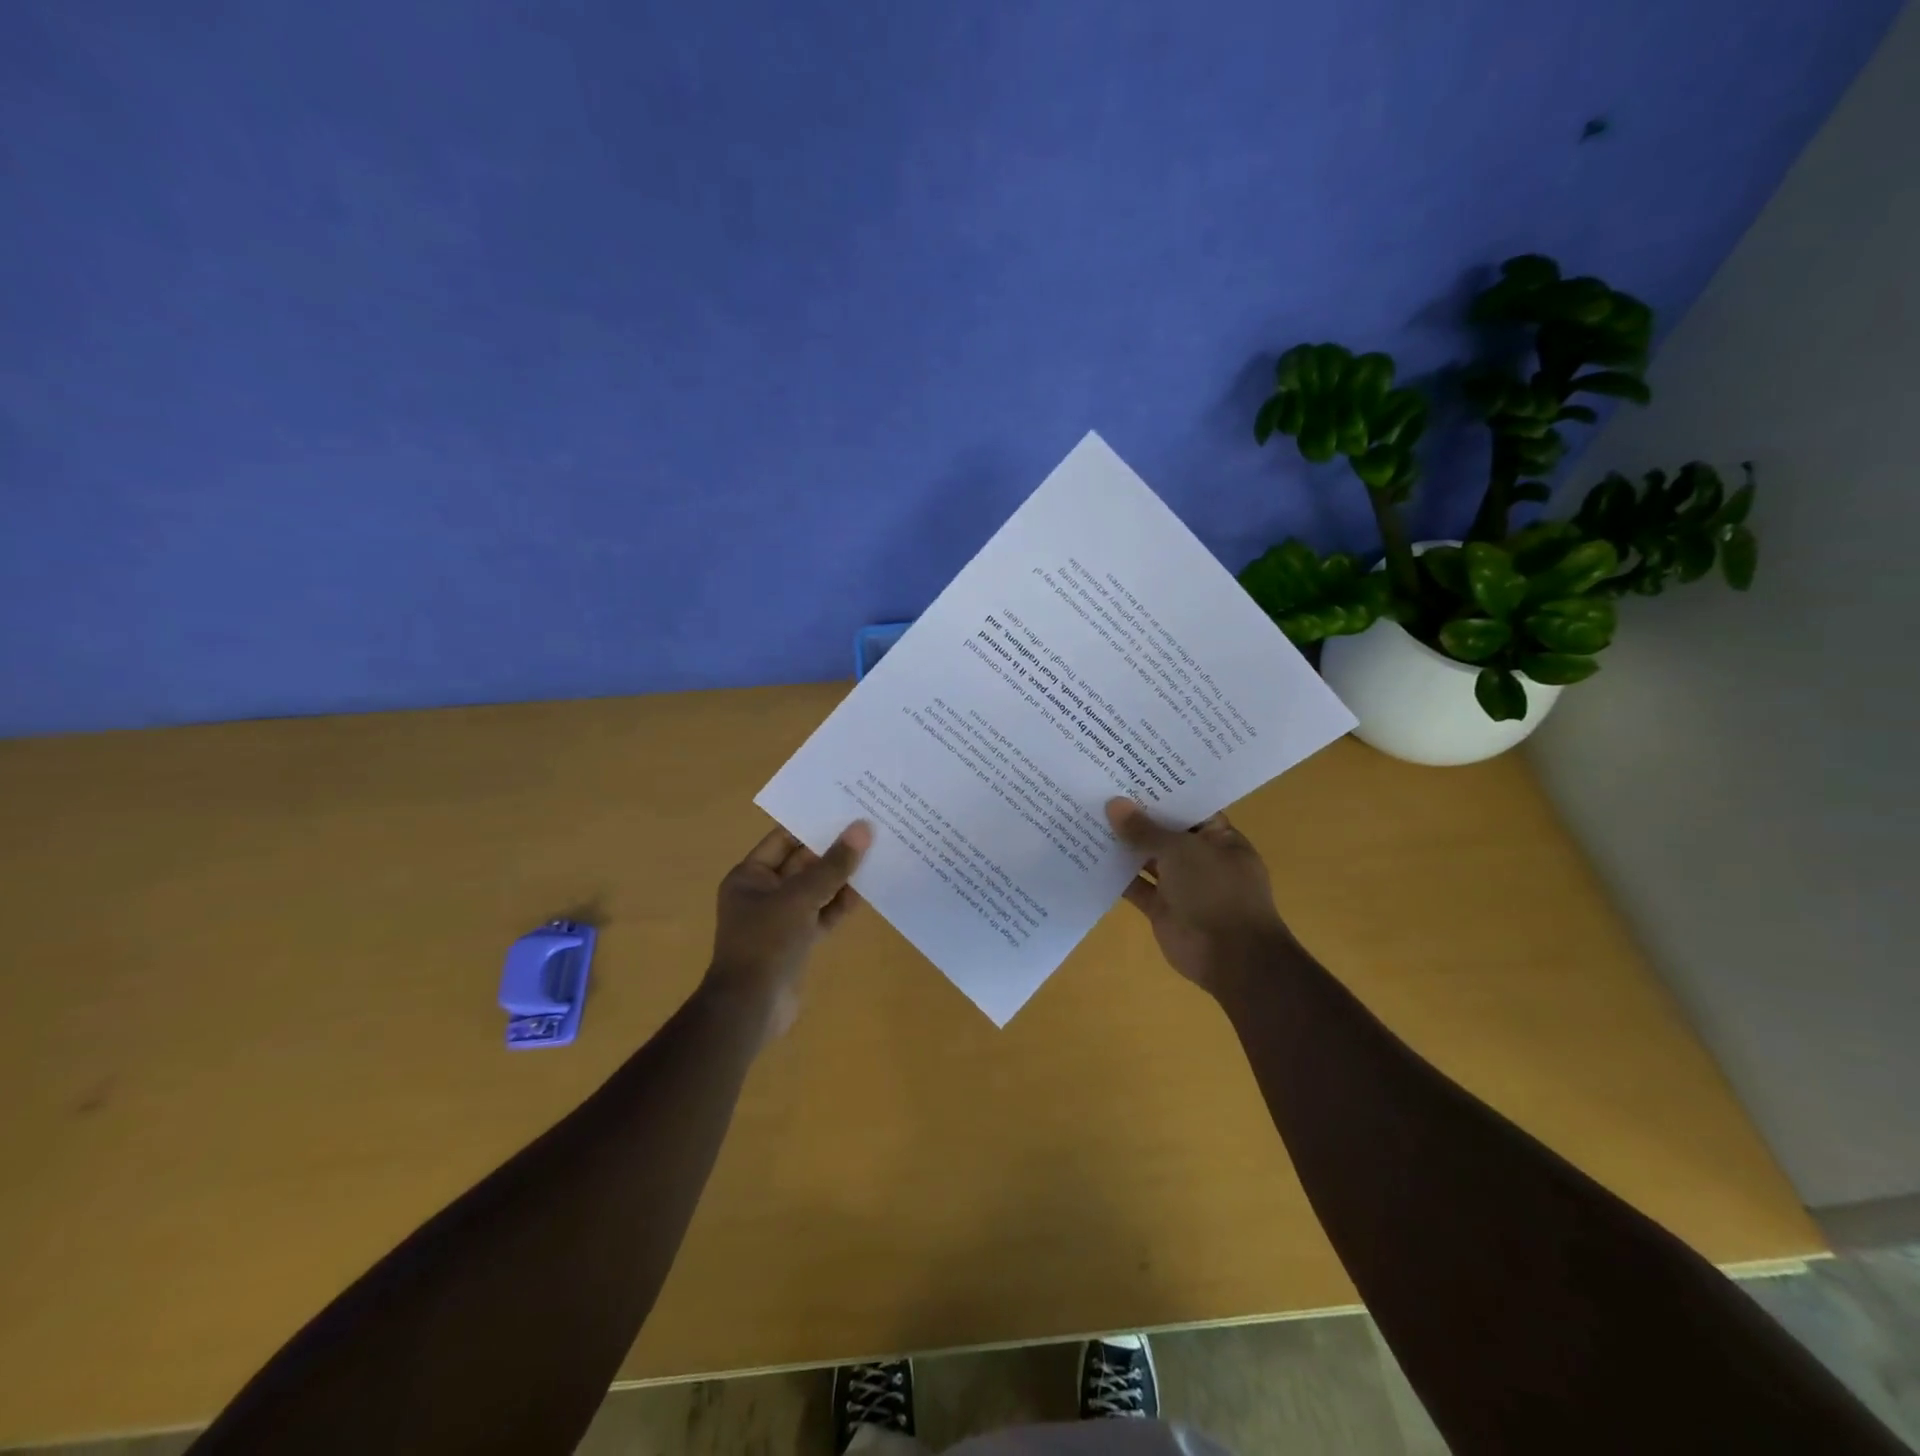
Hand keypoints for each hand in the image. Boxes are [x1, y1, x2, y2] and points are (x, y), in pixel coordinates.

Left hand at [706, 821, 871, 1040]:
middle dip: (833, 849)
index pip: (783, 839)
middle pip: (802, 863)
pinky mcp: (798, 942)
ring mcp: (781, 919)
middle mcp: (763, 893)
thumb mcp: (800, 898)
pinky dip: (841, 905)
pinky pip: (822, 914)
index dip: (813, 824)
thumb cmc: (766, 943)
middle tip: (869, 829)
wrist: (751, 1008)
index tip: (846, 809)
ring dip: (841, 877)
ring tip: (876, 854)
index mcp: (750, 876)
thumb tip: (862, 829)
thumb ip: (833, 865)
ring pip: (816, 889)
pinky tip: (868, 892)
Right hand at [1106, 798, 1294, 997]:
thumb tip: (1114, 804)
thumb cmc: (1216, 892)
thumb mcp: (1181, 851)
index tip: (1129, 773)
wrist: (1231, 956)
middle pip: (1165, 832)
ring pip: (1147, 859)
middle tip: (1099, 790)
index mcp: (1219, 838)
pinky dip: (1116, 876)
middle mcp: (1201, 858)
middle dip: (1136, 816)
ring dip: (1123, 845)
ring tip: (1088, 817)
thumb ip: (1145, 829)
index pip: (1189, 807)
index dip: (1162, 792)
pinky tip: (1089, 856)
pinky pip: (1136, 887)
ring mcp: (1181, 885)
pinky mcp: (1162, 909)